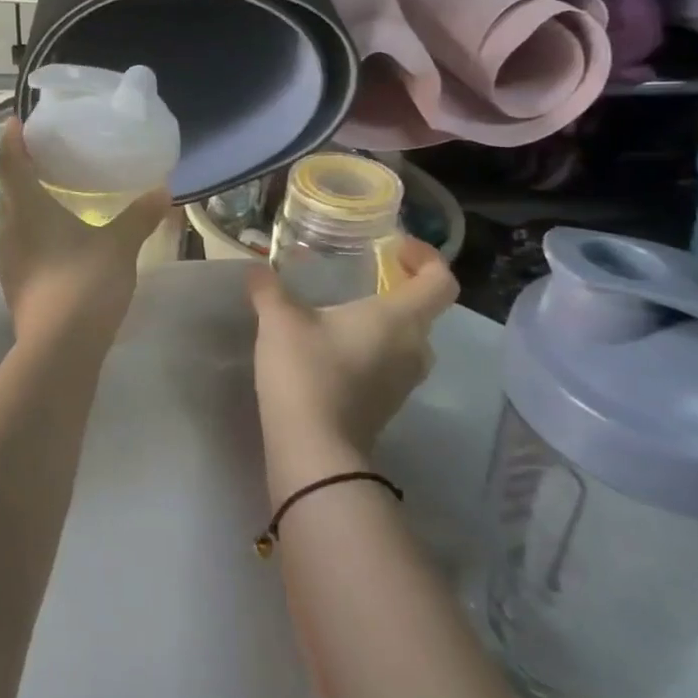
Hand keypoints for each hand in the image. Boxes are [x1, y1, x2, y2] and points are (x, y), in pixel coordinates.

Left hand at [0, 118, 169, 344]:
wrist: (59, 348)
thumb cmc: (85, 283)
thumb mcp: (119, 245)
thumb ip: (139, 215)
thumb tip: (162, 189)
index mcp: (26, 207)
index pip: (11, 161)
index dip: (12, 139)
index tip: (16, 121)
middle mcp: (7, 227)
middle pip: (7, 188)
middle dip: (20, 169)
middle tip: (41, 155)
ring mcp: (6, 258)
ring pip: (10, 217)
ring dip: (23, 201)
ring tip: (47, 192)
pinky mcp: (12, 281)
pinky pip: (16, 241)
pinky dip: (29, 228)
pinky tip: (52, 236)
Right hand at [248, 237, 457, 486]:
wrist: (313, 449)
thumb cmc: (306, 372)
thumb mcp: (279, 320)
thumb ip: (269, 288)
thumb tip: (256, 268)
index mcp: (399, 319)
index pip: (440, 281)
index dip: (426, 257)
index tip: (395, 248)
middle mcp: (414, 348)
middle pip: (424, 309)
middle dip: (399, 287)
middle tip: (364, 273)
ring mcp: (404, 381)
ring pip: (407, 338)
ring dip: (385, 320)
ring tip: (344, 308)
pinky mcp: (388, 403)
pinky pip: (391, 362)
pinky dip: (373, 347)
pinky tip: (334, 345)